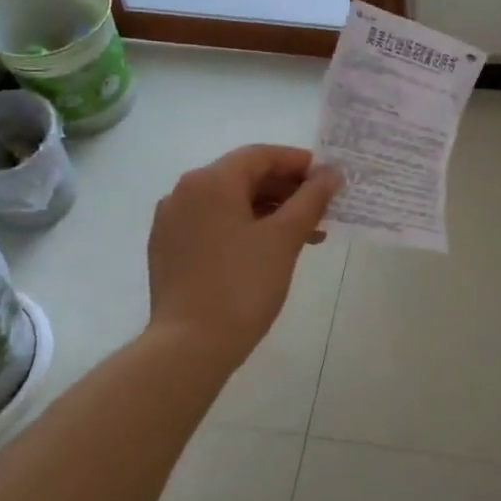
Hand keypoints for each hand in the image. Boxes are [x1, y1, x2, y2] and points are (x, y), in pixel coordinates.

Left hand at [146, 144, 341, 366]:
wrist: (189, 345)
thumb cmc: (242, 285)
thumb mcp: (284, 238)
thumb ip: (311, 199)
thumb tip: (331, 173)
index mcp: (211, 181)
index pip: (261, 155)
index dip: (299, 163)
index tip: (329, 179)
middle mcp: (185, 192)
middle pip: (244, 177)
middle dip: (286, 190)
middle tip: (322, 209)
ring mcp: (172, 221)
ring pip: (229, 203)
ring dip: (269, 211)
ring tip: (305, 235)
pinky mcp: (169, 249)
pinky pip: (213, 224)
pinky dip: (244, 228)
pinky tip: (269, 250)